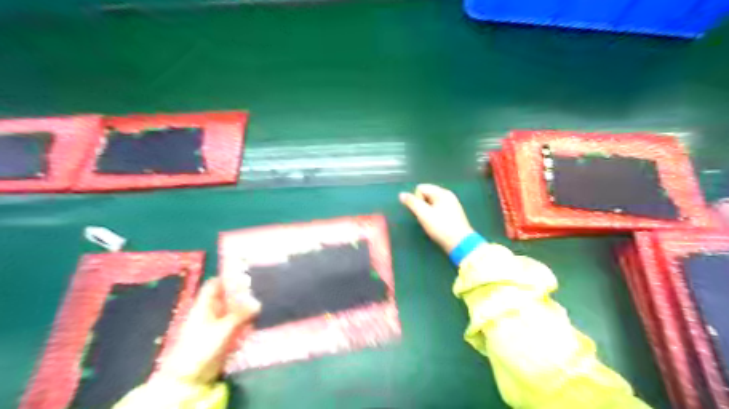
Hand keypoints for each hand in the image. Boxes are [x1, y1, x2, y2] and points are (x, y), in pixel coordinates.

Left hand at [157, 276, 262, 384]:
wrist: (189, 377)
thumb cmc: (200, 349)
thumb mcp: (221, 330)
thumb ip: (239, 315)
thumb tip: (258, 302)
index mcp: (204, 305)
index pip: (216, 284)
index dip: (229, 276)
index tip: (247, 272)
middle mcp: (211, 310)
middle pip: (227, 294)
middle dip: (243, 290)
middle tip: (262, 284)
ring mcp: (218, 322)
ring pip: (234, 307)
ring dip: (247, 304)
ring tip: (265, 298)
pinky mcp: (224, 334)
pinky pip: (238, 320)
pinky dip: (247, 317)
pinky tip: (259, 315)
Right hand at [398, 184, 472, 251]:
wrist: (460, 243)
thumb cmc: (441, 227)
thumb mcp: (424, 214)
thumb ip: (412, 203)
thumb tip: (401, 194)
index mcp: (442, 192)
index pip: (420, 188)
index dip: (416, 199)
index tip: (421, 212)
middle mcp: (448, 195)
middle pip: (426, 195)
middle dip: (422, 206)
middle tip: (425, 218)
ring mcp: (452, 204)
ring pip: (432, 203)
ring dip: (427, 212)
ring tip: (431, 223)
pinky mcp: (453, 214)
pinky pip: (438, 210)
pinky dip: (434, 216)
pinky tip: (437, 225)